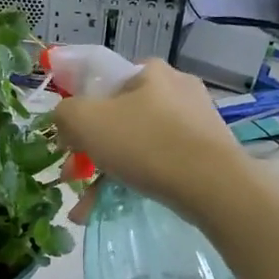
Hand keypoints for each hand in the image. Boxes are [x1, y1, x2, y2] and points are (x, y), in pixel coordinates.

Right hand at [52, 59, 246, 223]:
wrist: (213, 185)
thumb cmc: (144, 143)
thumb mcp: (85, 121)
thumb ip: (64, 114)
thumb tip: (66, 121)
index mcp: (150, 71)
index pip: (103, 84)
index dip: (80, 112)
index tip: (68, 142)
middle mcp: (176, 88)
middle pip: (119, 118)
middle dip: (91, 151)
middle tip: (73, 177)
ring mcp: (196, 121)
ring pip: (137, 144)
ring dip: (107, 173)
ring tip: (85, 207)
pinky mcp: (207, 151)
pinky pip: (160, 162)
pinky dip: (135, 181)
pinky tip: (113, 207)